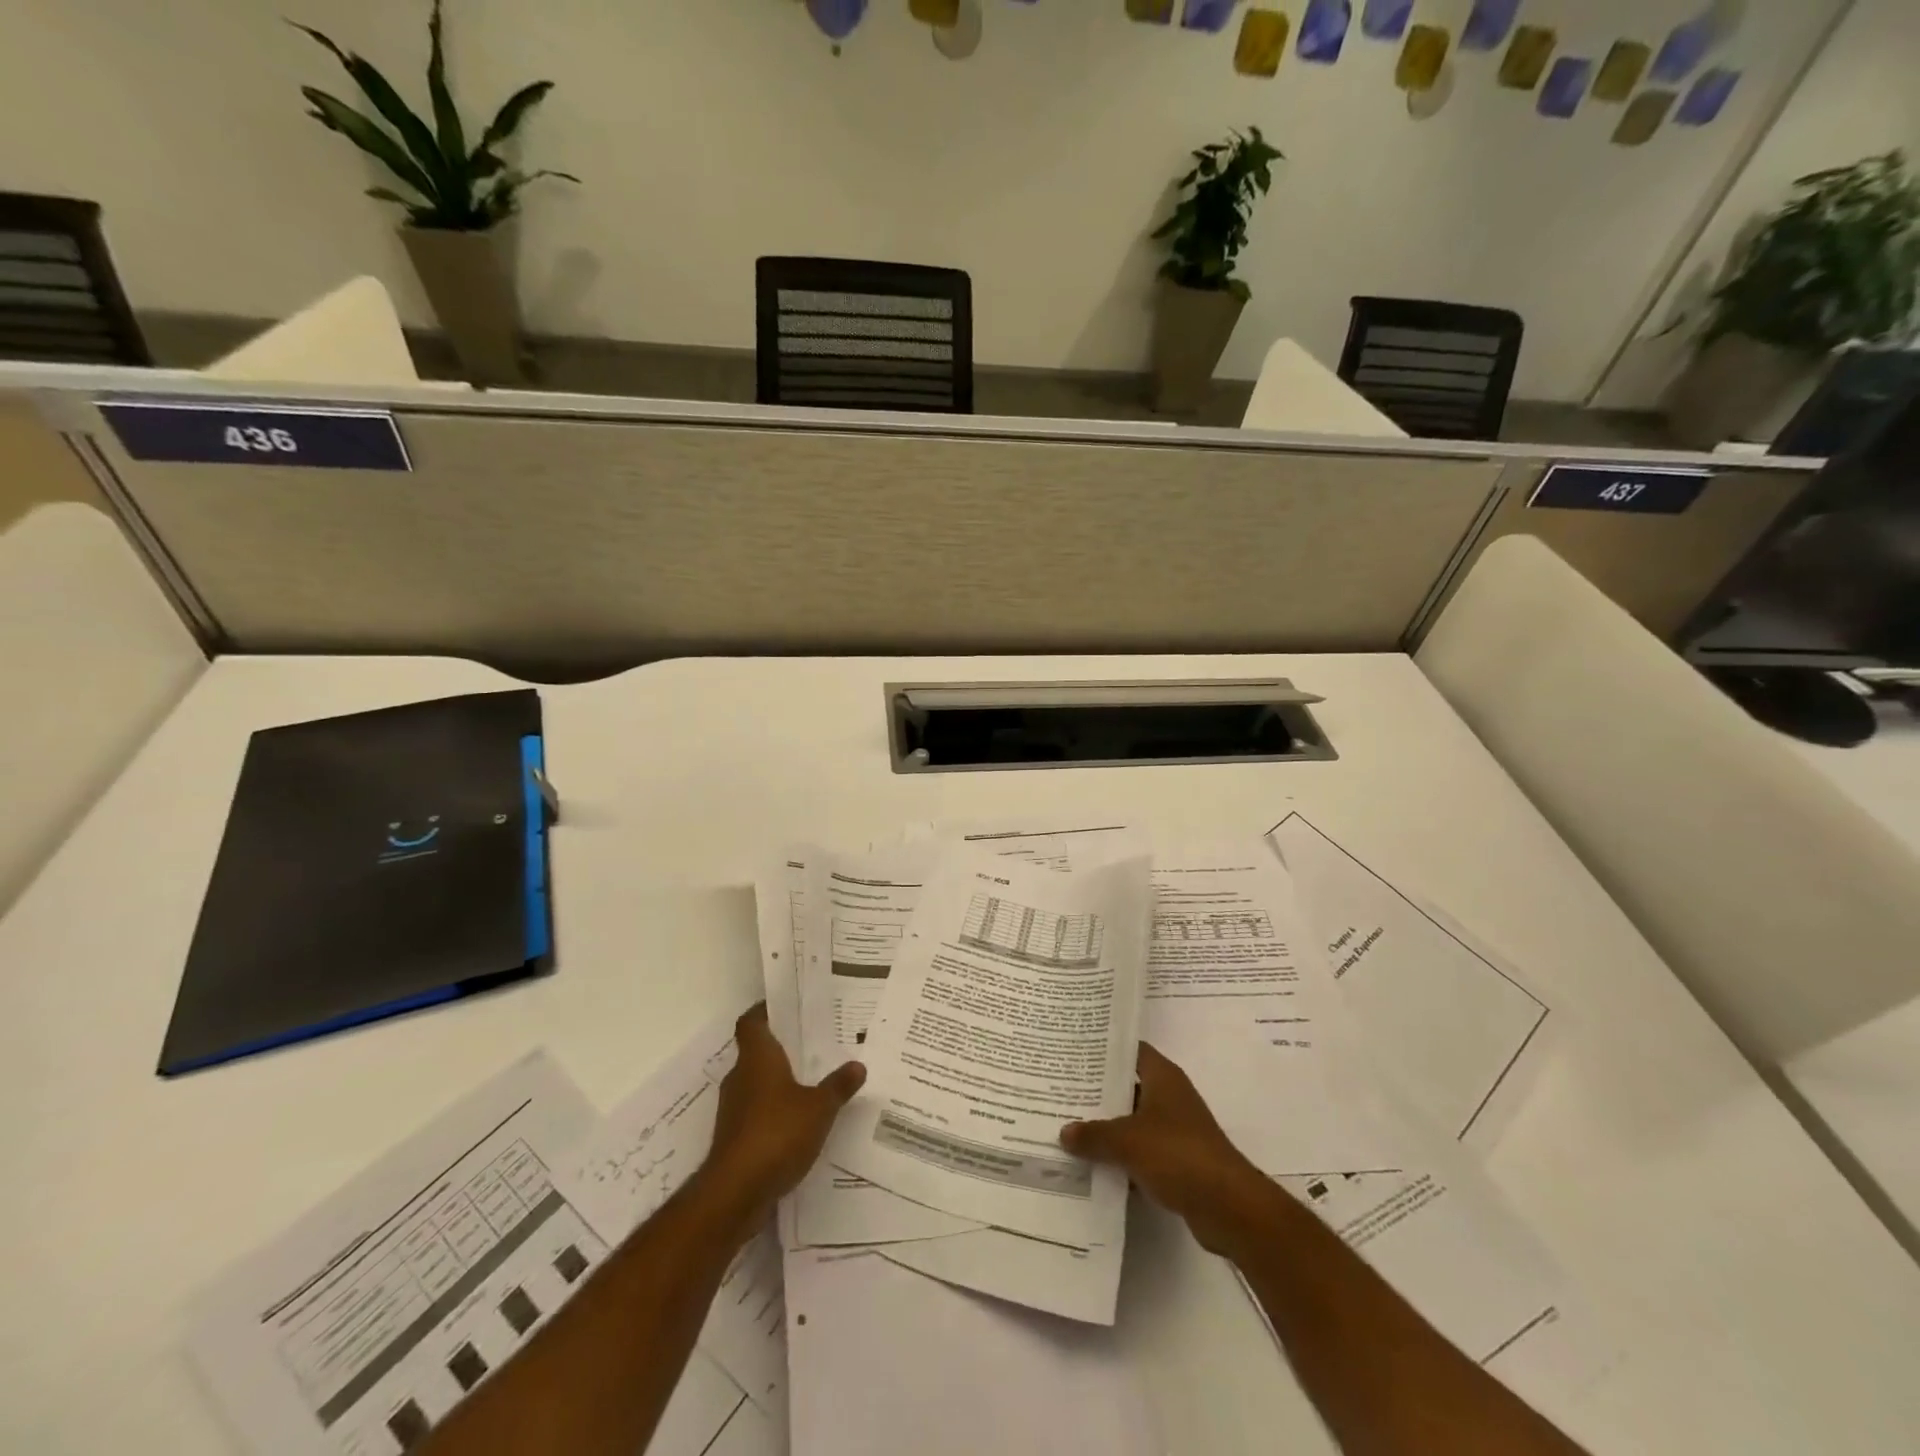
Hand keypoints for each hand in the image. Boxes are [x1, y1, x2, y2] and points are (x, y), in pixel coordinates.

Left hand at [701, 1004, 864, 1230]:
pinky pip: (756, 1114)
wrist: (735, 1193)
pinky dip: (773, 1113)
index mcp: (757, 1058)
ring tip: (811, 1083)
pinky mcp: (733, 1139)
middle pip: (755, 1053)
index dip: (764, 1011)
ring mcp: (733, 1110)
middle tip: (811, 1045)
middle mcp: (740, 1077)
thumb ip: (838, 1086)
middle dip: (780, 1049)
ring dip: (777, 1084)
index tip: (785, 1006)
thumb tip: (858, 1065)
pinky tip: (798, 1124)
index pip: (751, 1022)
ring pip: (756, 1085)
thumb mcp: (819, 1107)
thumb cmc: (776, 1133)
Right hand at [1061, 1042, 1271, 1254]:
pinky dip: (1121, 1157)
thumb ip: (1093, 1134)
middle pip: (1127, 1086)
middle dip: (1097, 1092)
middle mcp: (1170, 1096)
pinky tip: (1093, 1165)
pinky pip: (1141, 1151)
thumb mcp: (1127, 1141)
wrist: (1228, 1206)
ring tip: (1068, 1127)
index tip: (1072, 1051)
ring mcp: (1175, 1129)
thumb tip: (1064, 1132)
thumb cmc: (1177, 1154)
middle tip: (1061, 1090)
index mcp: (1162, 1076)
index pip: (1128, 1050)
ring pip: (1132, 1121)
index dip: (1102, 1050)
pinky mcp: (1178, 1161)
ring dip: (1107, 1128)